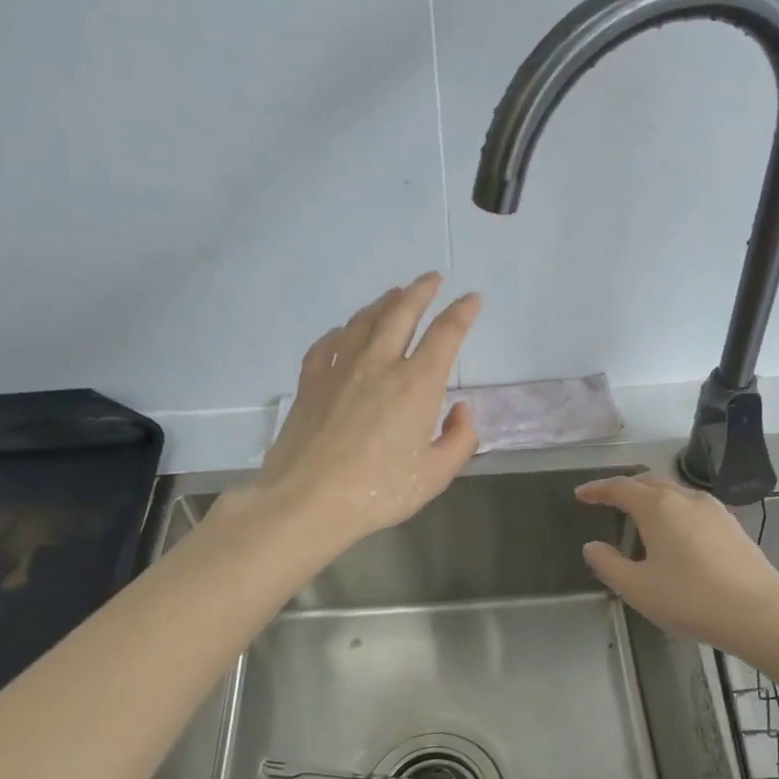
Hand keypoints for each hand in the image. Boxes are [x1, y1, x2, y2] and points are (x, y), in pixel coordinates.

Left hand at [252, 272, 480, 551]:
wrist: (306, 500)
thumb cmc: (377, 491)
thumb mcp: (435, 476)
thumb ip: (459, 439)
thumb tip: (460, 410)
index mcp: (416, 384)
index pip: (446, 334)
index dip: (462, 313)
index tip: (472, 299)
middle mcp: (379, 364)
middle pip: (402, 312)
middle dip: (421, 290)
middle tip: (432, 278)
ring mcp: (340, 369)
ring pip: (364, 321)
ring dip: (383, 303)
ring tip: (393, 294)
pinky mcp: (310, 381)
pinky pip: (328, 344)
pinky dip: (341, 332)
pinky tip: (344, 333)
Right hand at [575, 473, 778, 655]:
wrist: (759, 615)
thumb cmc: (689, 599)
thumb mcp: (637, 588)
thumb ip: (608, 564)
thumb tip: (592, 547)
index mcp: (658, 507)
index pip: (620, 488)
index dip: (597, 489)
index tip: (581, 494)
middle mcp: (687, 499)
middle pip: (650, 482)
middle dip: (626, 488)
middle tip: (608, 501)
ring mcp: (715, 511)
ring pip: (675, 493)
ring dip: (653, 498)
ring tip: (640, 518)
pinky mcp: (733, 527)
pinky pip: (694, 508)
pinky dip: (674, 512)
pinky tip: (675, 536)